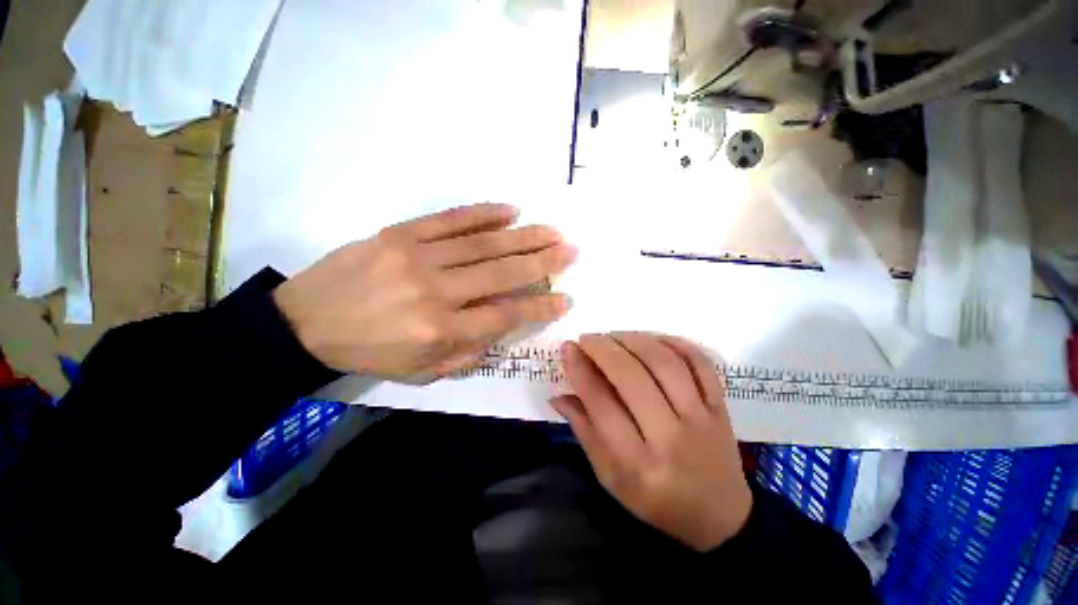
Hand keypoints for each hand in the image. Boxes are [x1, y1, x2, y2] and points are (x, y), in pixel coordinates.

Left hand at [274, 203, 576, 381]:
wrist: (305, 322)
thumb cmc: (370, 352)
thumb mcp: (422, 372)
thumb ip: (469, 351)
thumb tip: (504, 325)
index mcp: (440, 331)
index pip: (506, 315)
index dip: (540, 307)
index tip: (566, 298)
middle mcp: (436, 291)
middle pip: (502, 273)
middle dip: (543, 262)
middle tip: (571, 250)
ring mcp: (418, 257)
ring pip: (483, 243)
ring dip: (524, 236)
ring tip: (552, 230)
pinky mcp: (401, 233)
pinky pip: (451, 219)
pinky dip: (484, 213)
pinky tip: (511, 210)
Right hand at [551, 332, 751, 551]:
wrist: (719, 516)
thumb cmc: (655, 500)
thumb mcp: (610, 477)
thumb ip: (584, 431)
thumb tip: (558, 395)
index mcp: (636, 462)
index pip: (600, 402)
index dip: (580, 369)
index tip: (568, 348)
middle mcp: (669, 437)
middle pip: (631, 377)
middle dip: (603, 349)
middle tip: (587, 338)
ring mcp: (701, 419)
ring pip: (664, 363)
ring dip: (634, 341)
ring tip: (614, 336)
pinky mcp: (720, 407)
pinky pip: (701, 364)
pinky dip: (676, 343)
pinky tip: (652, 340)